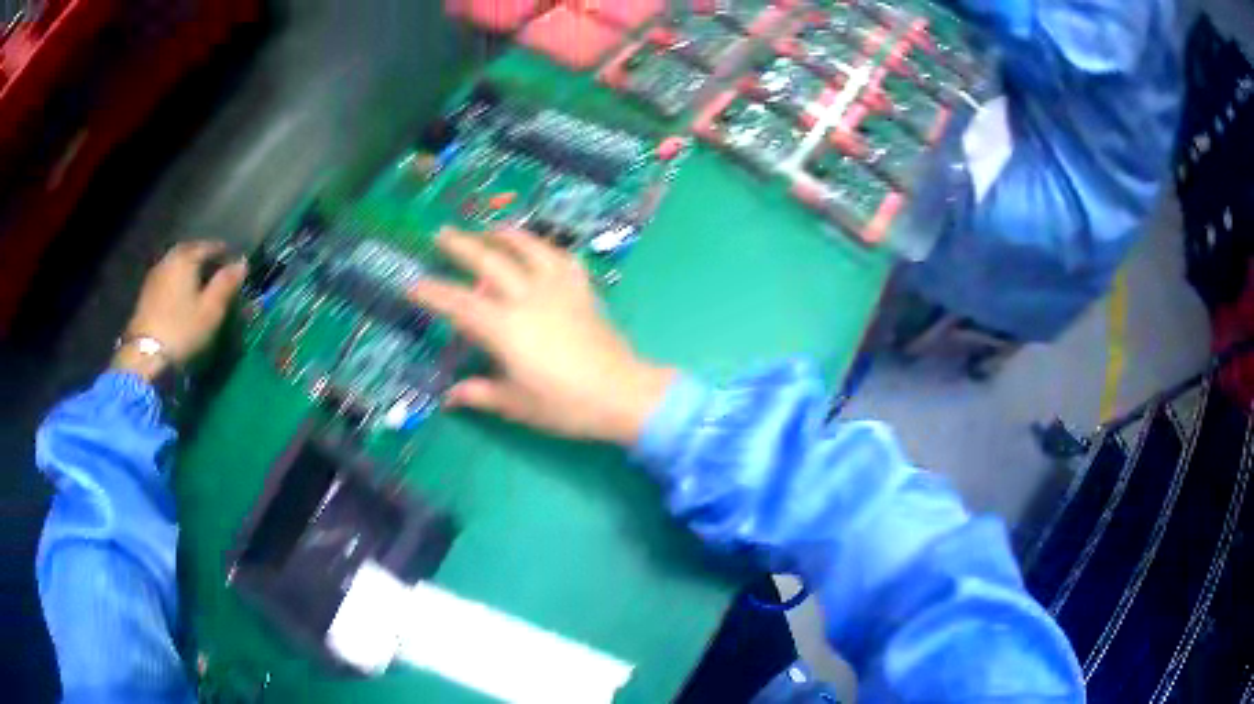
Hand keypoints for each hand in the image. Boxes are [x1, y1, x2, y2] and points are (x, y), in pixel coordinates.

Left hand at [111, 241, 246, 379]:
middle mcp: (169, 258)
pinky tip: (182, 298)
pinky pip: (167, 278)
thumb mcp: (211, 310)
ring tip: (200, 287)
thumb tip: (242, 262)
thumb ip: (227, 283)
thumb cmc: (182, 331)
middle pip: (191, 252)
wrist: (145, 357)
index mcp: (186, 256)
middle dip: (205, 259)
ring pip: (177, 264)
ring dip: (190, 271)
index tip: (235, 266)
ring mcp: (154, 275)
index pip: (211, 246)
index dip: (225, 254)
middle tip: (217, 273)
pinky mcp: (145, 294)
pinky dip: (178, 282)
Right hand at [409, 228, 675, 445]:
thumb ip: (481, 393)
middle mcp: (528, 298)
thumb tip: (451, 396)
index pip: (459, 304)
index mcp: (506, 328)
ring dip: (505, 234)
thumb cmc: (565, 404)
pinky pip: (563, 259)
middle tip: (443, 233)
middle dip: (461, 245)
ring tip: (490, 227)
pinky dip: (548, 248)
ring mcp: (559, 289)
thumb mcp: (517, 404)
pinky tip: (541, 248)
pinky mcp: (582, 290)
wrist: (622, 394)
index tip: (413, 284)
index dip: (433, 293)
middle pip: (489, 262)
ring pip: (529, 248)